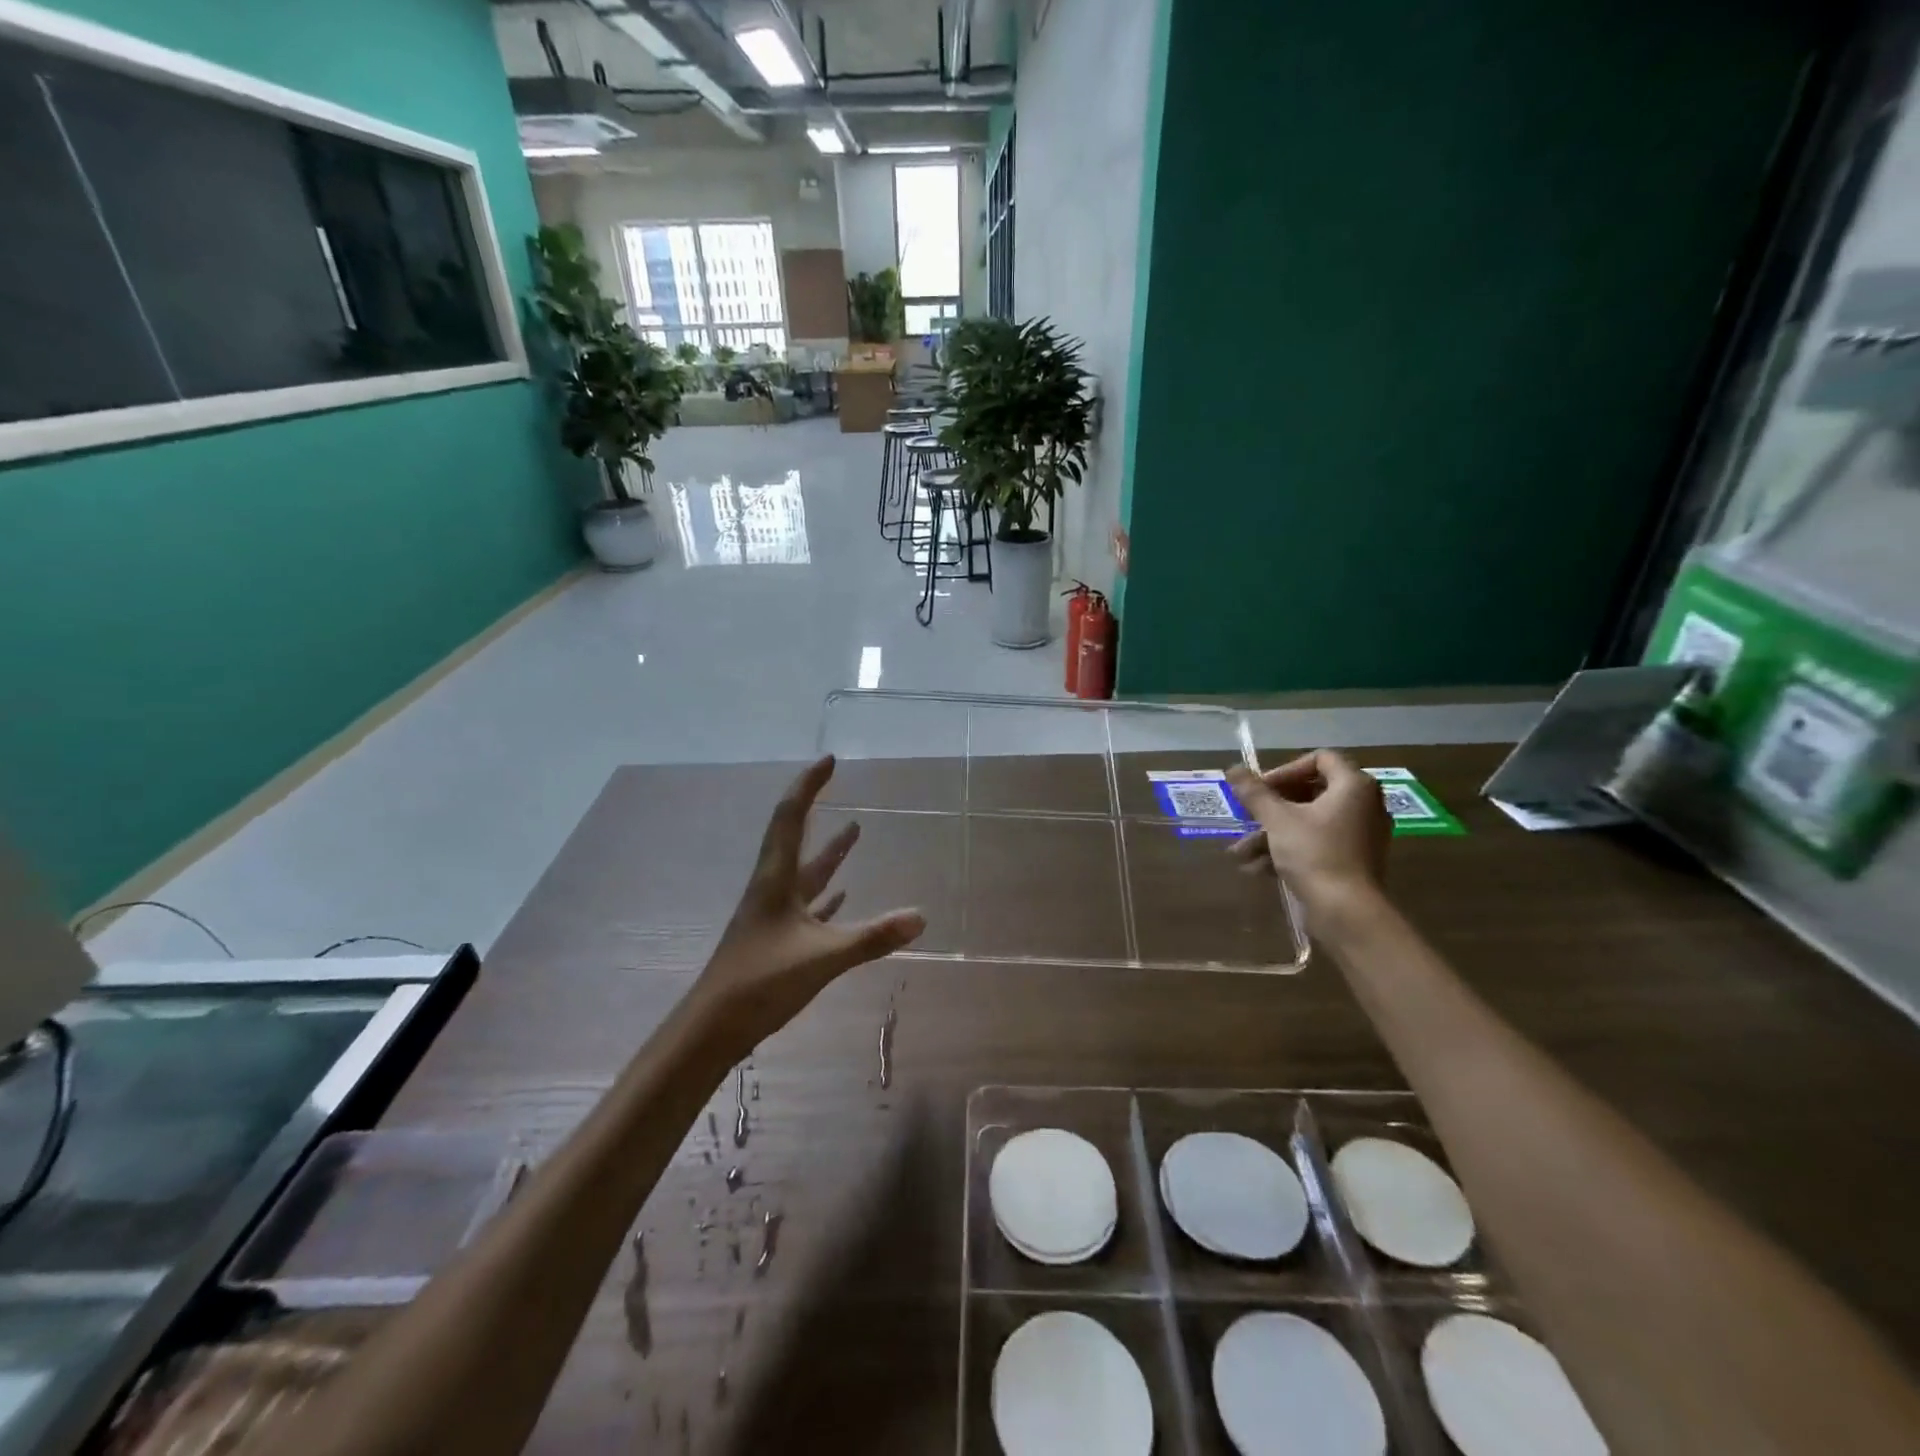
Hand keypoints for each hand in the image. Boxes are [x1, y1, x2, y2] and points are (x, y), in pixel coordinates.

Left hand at [694, 757, 924, 1050]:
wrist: (712, 1028)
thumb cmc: (761, 982)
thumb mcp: (823, 958)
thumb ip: (873, 938)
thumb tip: (921, 917)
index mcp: (776, 879)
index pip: (791, 817)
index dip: (809, 786)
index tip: (830, 761)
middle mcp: (772, 888)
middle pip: (794, 837)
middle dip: (816, 807)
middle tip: (835, 782)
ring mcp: (773, 915)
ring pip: (805, 873)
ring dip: (829, 852)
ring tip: (855, 830)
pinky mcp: (776, 940)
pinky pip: (807, 906)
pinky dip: (827, 895)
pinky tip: (842, 895)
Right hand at [1228, 751, 1391, 918]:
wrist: (1347, 913)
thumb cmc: (1315, 854)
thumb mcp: (1277, 820)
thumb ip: (1254, 792)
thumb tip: (1232, 768)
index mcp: (1354, 786)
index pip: (1320, 759)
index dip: (1286, 770)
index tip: (1262, 789)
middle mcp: (1364, 805)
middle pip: (1311, 792)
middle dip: (1271, 807)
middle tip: (1248, 815)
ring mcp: (1361, 834)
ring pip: (1309, 822)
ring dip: (1272, 833)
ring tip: (1241, 852)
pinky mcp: (1353, 860)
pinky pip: (1318, 843)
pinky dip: (1289, 850)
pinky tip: (1257, 868)